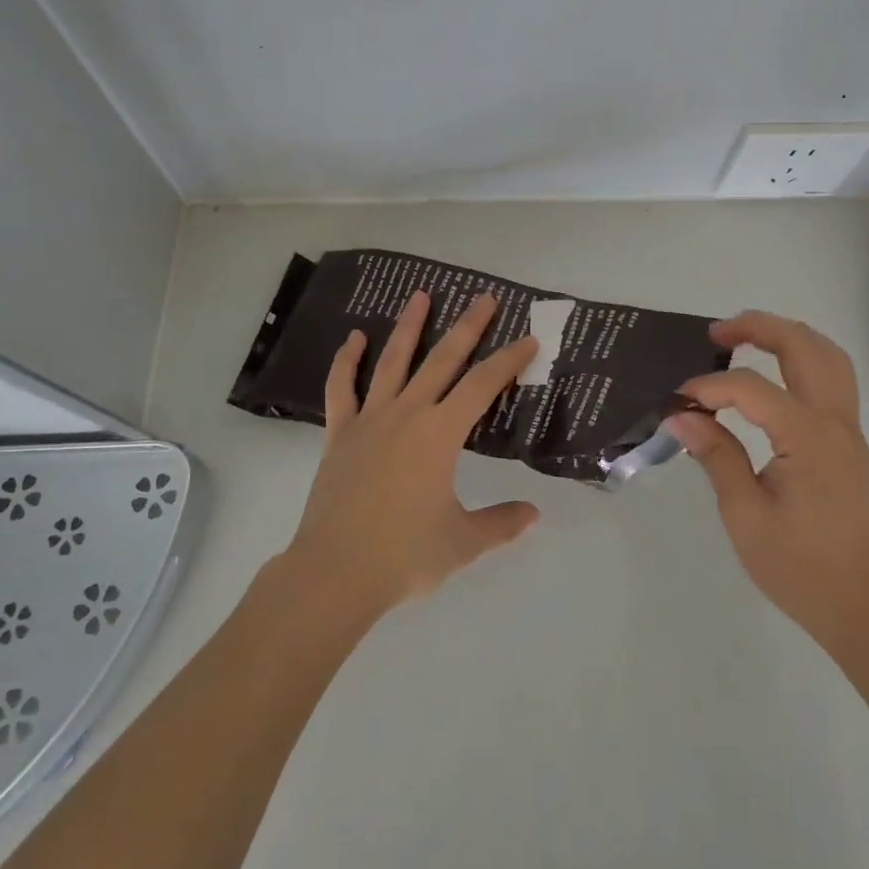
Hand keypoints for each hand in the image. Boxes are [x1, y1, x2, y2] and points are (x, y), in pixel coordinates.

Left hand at [282, 290, 540, 623]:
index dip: (508, 361)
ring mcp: (369, 420)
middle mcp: (407, 415)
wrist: (335, 572)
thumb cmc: (404, 556)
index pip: (482, 386)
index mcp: (440, 435)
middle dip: (467, 327)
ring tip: (420, 295)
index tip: (528, 340)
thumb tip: (533, 514)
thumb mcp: (463, 543)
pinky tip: (354, 338)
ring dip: (408, 327)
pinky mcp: (340, 434)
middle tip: (483, 298)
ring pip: (392, 361)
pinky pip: (342, 388)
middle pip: (442, 360)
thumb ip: (501, 524)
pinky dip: (347, 361)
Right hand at [668, 312, 868, 657]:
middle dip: (758, 328)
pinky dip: (802, 358)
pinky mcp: (848, 442)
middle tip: (715, 333)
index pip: (751, 388)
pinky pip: (832, 378)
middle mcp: (835, 422)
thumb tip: (680, 416)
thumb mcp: (744, 514)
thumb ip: (716, 455)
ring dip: (787, 336)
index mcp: (808, 438)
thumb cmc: (798, 566)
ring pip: (827, 356)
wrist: (860, 606)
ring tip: (744, 338)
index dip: (709, 388)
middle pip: (804, 348)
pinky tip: (773, 370)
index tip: (676, 403)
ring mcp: (847, 430)